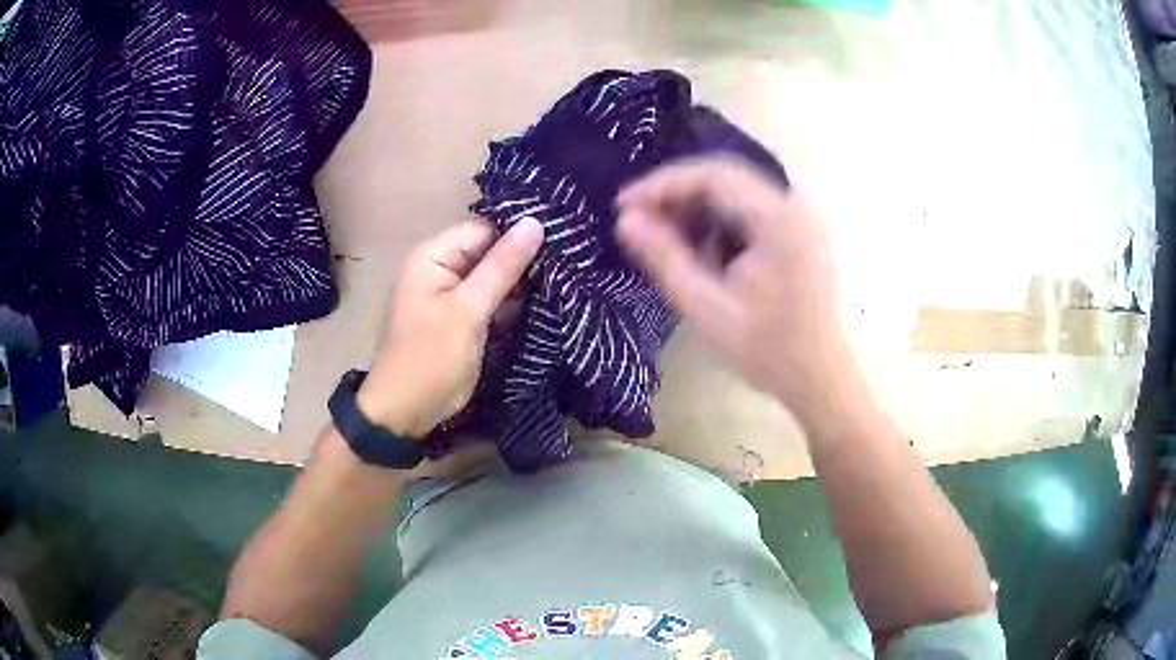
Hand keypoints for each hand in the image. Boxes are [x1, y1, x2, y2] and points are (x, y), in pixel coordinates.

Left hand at [356, 218, 543, 437]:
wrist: (405, 412)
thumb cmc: (430, 359)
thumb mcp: (467, 311)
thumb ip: (501, 267)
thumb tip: (535, 222)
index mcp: (432, 256)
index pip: (484, 228)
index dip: (518, 233)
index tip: (561, 240)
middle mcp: (440, 268)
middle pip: (489, 250)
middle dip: (523, 258)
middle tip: (569, 261)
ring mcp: (451, 294)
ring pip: (493, 276)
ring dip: (522, 281)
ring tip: (565, 278)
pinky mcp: (462, 317)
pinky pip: (491, 299)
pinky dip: (512, 301)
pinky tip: (546, 300)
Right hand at [616, 157, 856, 426]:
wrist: (818, 379)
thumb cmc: (766, 350)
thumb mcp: (706, 307)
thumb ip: (665, 258)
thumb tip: (626, 220)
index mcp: (779, 220)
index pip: (714, 176)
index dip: (664, 184)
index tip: (625, 205)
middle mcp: (793, 207)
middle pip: (725, 180)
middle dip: (677, 197)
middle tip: (639, 223)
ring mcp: (799, 219)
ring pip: (735, 195)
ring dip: (696, 211)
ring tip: (666, 241)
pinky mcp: (797, 233)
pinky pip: (749, 213)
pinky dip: (718, 224)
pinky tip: (702, 253)